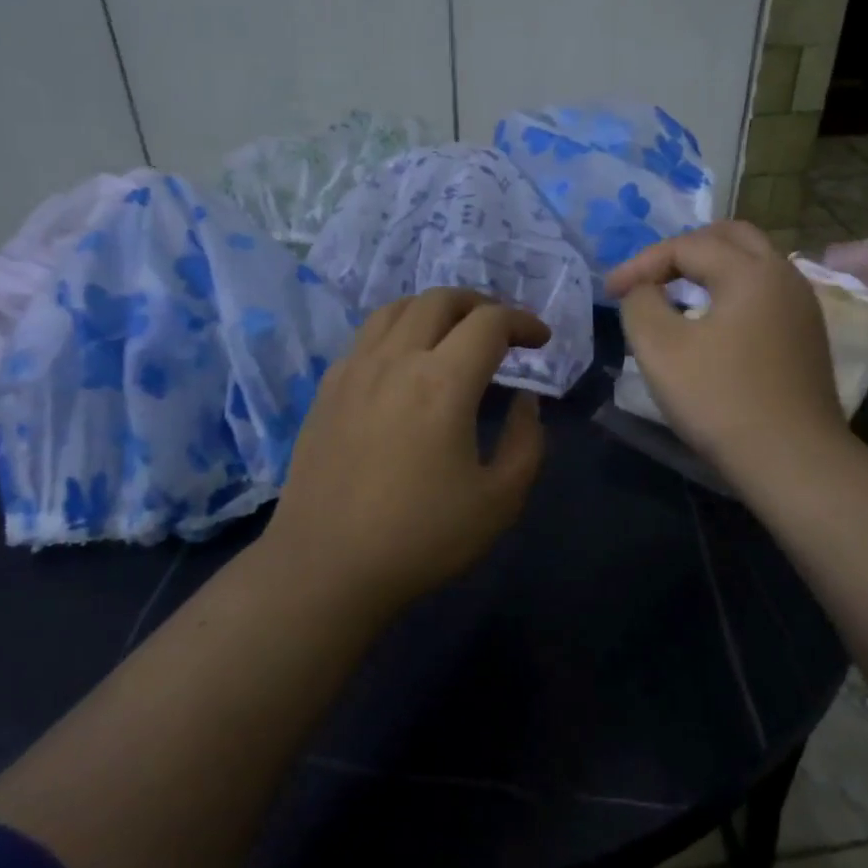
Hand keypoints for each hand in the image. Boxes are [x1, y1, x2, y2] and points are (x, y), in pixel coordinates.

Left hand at [265, 289, 550, 613]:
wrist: (326, 567)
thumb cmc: (420, 538)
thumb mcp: (499, 501)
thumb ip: (526, 442)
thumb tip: (524, 401)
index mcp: (443, 383)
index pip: (489, 322)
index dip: (523, 322)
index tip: (540, 340)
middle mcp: (395, 360)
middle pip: (440, 299)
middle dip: (481, 304)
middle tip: (502, 330)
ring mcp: (354, 370)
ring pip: (397, 308)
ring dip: (436, 309)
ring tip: (454, 334)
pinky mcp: (327, 388)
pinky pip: (367, 335)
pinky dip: (399, 329)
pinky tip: (406, 361)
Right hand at [605, 221, 849, 484]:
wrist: (792, 461)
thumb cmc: (721, 400)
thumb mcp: (660, 349)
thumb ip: (640, 304)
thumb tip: (644, 291)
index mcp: (751, 271)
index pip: (686, 246)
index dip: (640, 264)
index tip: (609, 294)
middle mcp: (785, 276)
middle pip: (729, 237)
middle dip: (681, 250)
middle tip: (649, 277)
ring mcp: (802, 307)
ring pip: (752, 263)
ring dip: (709, 269)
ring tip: (675, 294)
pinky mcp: (807, 336)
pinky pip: (764, 293)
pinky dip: (731, 291)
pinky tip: (711, 322)